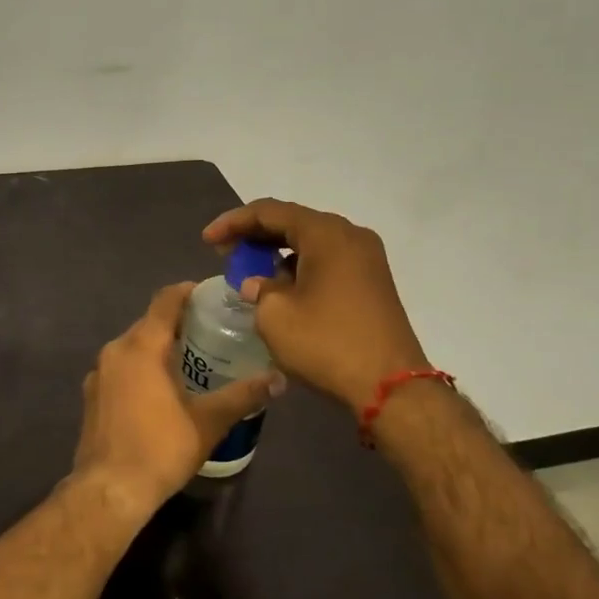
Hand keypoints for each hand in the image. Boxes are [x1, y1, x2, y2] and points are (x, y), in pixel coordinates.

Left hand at [69, 282, 277, 524]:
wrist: (109, 489)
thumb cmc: (160, 449)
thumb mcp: (208, 422)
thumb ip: (243, 395)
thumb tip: (279, 379)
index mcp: (141, 346)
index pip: (165, 301)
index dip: (187, 292)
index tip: (211, 296)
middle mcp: (115, 350)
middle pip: (149, 323)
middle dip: (178, 323)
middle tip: (211, 331)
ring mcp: (98, 372)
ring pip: (133, 346)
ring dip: (158, 347)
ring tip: (190, 360)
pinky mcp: (92, 394)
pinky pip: (121, 367)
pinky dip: (141, 367)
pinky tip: (160, 388)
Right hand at [203, 199, 428, 412]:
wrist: (391, 387)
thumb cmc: (327, 343)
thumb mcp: (275, 315)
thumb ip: (258, 288)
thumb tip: (257, 284)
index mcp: (326, 234)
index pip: (270, 212)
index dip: (233, 222)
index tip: (207, 241)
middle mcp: (350, 236)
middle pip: (293, 222)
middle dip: (254, 235)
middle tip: (225, 253)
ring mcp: (366, 259)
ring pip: (310, 242)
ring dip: (277, 252)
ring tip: (248, 271)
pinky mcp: (372, 282)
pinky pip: (327, 261)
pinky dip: (299, 267)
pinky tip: (280, 288)